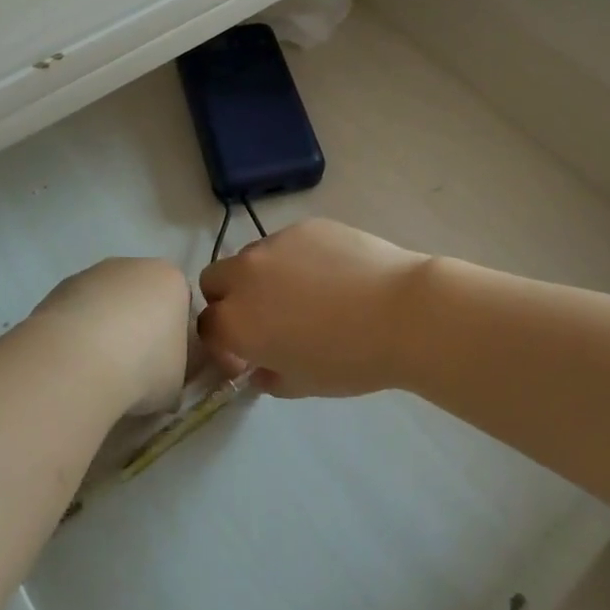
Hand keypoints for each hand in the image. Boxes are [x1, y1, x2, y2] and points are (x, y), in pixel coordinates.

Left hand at [32, 257, 193, 414]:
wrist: (78, 361)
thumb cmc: (142, 366)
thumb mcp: (176, 381)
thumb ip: (175, 371)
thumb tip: (164, 381)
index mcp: (171, 279)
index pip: (180, 303)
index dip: (173, 336)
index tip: (164, 365)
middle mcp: (133, 266)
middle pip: (142, 296)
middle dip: (138, 326)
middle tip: (132, 368)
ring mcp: (93, 273)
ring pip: (107, 302)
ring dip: (105, 328)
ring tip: (97, 369)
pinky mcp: (59, 287)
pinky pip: (78, 311)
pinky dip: (77, 332)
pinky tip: (73, 361)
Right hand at [197, 218, 427, 397]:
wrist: (401, 312)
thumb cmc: (350, 359)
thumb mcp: (303, 384)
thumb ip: (269, 376)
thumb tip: (260, 367)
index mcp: (237, 321)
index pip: (207, 327)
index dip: (223, 343)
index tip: (247, 355)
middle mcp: (245, 276)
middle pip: (214, 281)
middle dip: (227, 299)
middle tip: (263, 318)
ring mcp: (274, 244)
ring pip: (250, 257)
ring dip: (260, 276)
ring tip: (304, 293)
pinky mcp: (304, 226)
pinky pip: (285, 243)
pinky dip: (294, 258)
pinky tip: (331, 274)